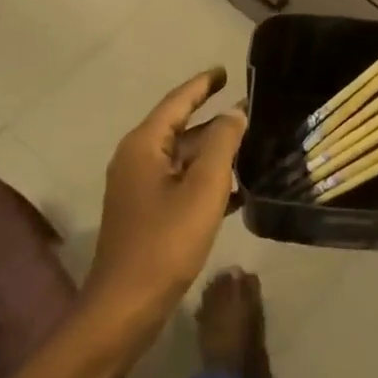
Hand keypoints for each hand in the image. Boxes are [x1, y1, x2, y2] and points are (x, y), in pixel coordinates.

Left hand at [85, 68, 245, 344]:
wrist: (126, 305)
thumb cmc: (165, 241)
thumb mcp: (203, 188)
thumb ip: (222, 143)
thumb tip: (235, 112)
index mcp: (144, 145)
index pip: (177, 101)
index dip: (203, 84)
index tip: (226, 71)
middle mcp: (137, 159)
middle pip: (180, 128)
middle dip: (214, 120)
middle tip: (251, 111)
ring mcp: (139, 188)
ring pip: (183, 158)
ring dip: (214, 152)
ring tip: (251, 145)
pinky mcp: (147, 213)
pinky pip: (181, 183)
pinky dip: (206, 180)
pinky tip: (238, 189)